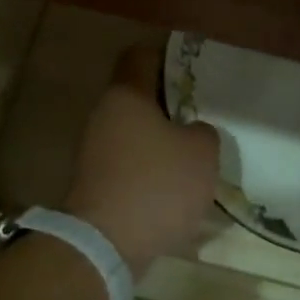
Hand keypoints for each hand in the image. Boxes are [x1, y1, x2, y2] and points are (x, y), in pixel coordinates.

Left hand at [64, 44, 220, 272]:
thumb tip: (191, 132)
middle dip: (171, 106)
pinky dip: (151, 172)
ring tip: (195, 156)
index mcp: (126, 95)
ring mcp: (95, 152)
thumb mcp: (202, 153)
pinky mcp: (96, 184)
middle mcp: (104, 116)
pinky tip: (175, 188)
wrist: (107, 244)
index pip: (141, 56)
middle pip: (139, 98)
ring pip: (135, 134)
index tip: (195, 72)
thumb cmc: (157, 185)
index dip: (170, 58)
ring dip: (162, 142)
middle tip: (203, 116)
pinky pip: (130, 165)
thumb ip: (203, 132)